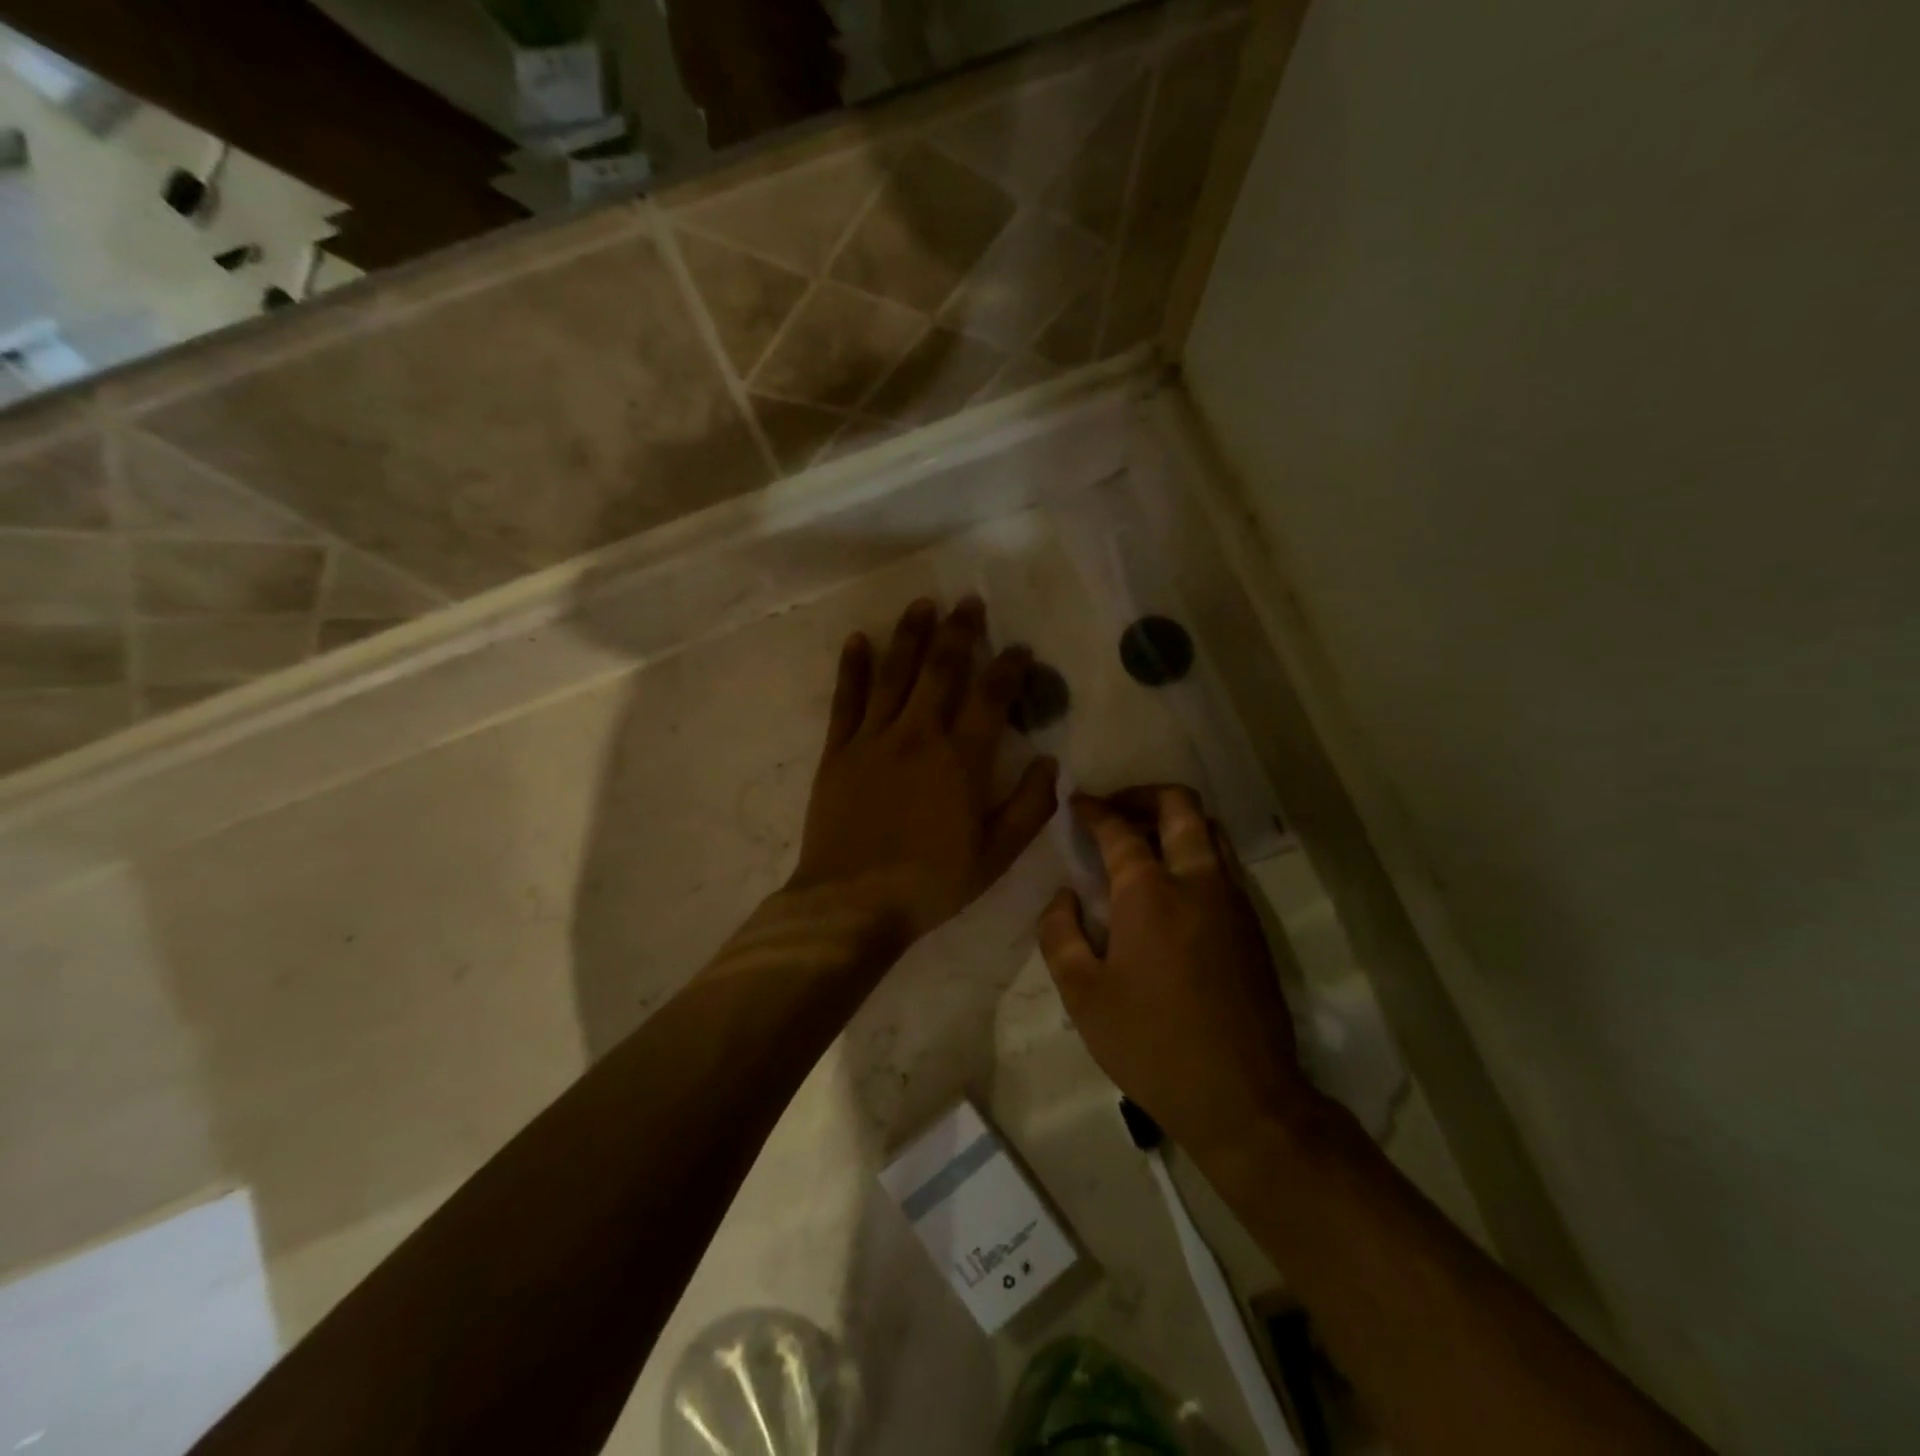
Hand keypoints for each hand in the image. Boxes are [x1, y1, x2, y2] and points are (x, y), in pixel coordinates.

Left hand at [788, 597, 1059, 948]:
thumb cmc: (931, 883)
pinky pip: (846, 698)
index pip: (992, 697)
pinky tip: (858, 640)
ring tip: (923, 604)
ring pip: (895, 673)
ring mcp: (874, 738)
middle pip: (942, 669)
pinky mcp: (838, 750)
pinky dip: (853, 667)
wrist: (852, 903)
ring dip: (910, 635)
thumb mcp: (996, 855)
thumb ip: (1030, 807)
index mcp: (962, 759)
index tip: (1021, 650)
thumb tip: (1052, 762)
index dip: (1009, 668)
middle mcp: (919, 735)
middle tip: (970, 603)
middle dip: (959, 632)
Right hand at [1039, 787, 1315, 1151]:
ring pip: (1210, 830)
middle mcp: (1197, 881)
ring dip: (1175, 820)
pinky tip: (1171, 885)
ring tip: (1142, 840)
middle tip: (1114, 809)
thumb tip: (1064, 896)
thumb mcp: (1083, 996)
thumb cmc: (1151, 1043)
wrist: (1242, 1095)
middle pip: (1180, 805)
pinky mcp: (1253, 925)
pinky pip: (1223, 863)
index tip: (1076, 803)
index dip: (1094, 810)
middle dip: (1143, 794)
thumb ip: (1060, 934)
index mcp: (1149, 892)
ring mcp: (1233, 900)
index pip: (1119, 829)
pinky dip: (1194, 851)